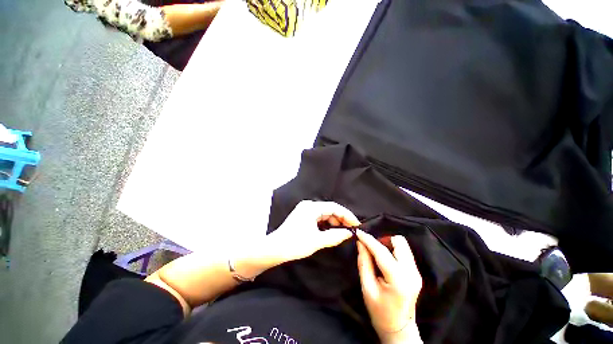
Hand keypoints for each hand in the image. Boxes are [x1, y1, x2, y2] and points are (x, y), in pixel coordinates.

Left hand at [266, 200, 359, 262]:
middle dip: (341, 219)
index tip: (357, 225)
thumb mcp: (317, 241)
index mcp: (312, 207)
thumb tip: (350, 233)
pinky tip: (331, 232)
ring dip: (334, 222)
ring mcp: (305, 210)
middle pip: (330, 209)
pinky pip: (319, 218)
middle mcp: (309, 205)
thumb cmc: (295, 244)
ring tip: (343, 233)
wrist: (274, 249)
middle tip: (351, 230)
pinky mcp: (303, 216)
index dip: (347, 215)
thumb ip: (335, 236)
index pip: (334, 207)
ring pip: (325, 214)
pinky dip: (326, 224)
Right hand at [356, 230, 422, 343]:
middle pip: (399, 242)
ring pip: (403, 245)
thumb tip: (360, 243)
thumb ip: (364, 263)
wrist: (399, 328)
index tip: (358, 232)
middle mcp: (411, 272)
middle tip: (371, 248)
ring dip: (388, 245)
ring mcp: (416, 272)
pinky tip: (385, 260)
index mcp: (398, 279)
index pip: (382, 251)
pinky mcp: (416, 272)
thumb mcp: (367, 288)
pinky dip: (393, 251)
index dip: (369, 239)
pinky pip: (404, 252)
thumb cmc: (380, 311)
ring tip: (377, 255)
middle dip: (383, 241)